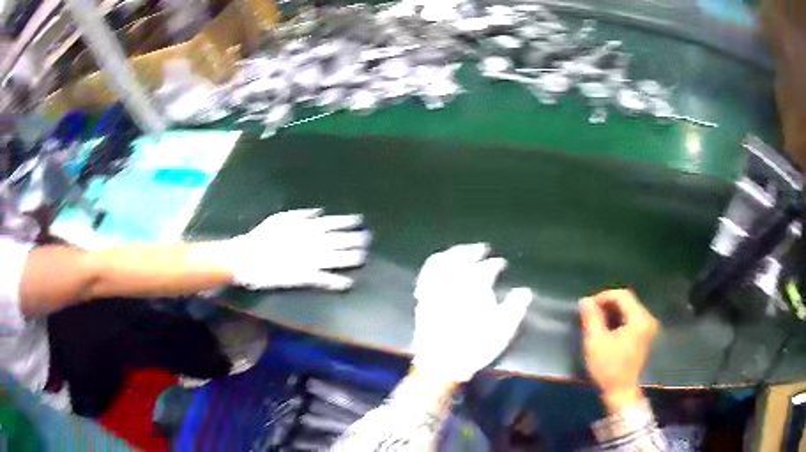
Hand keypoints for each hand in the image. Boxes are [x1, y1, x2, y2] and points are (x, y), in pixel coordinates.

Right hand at [221, 208, 370, 289]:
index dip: (348, 222)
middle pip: (339, 241)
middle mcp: (312, 243)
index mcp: (306, 228)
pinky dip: (336, 282)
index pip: (333, 223)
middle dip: (355, 239)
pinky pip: (324, 280)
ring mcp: (309, 260)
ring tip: (363, 257)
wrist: (247, 258)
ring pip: (336, 259)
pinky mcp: (304, 277)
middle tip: (368, 239)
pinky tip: (348, 284)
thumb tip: (319, 212)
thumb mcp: (280, 218)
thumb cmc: (262, 236)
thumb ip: (302, 214)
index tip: (360, 221)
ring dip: (351, 258)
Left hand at [410, 243, 532, 382]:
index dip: (495, 264)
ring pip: (442, 261)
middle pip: (462, 257)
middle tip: (481, 248)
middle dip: (472, 250)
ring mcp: (435, 288)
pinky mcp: (423, 298)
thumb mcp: (503, 329)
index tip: (501, 263)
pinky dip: (433, 266)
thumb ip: (515, 307)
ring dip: (452, 253)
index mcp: (475, 286)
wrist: (441, 362)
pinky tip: (437, 269)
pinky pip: (426, 274)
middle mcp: (453, 281)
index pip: (487, 267)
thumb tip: (525, 291)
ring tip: (460, 251)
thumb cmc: (475, 345)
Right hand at [579, 289, 658, 412]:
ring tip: (597, 320)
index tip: (588, 306)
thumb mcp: (596, 342)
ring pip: (629, 308)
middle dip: (607, 303)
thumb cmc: (608, 368)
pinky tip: (608, 328)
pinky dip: (619, 318)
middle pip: (627, 301)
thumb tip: (585, 300)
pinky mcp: (646, 334)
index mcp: (639, 319)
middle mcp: (648, 319)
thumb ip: (592, 318)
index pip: (622, 295)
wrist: (621, 391)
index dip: (603, 296)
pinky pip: (632, 317)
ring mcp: (648, 327)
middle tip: (591, 313)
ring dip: (613, 311)